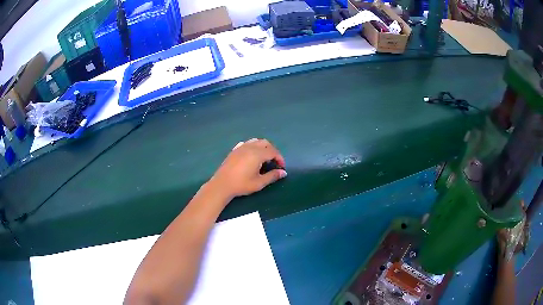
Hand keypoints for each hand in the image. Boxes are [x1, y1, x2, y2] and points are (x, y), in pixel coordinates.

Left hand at [206, 138, 286, 201]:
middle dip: (273, 151)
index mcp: (257, 154)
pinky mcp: (234, 150)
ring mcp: (241, 147)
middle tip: (275, 161)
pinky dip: (253, 146)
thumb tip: (283, 172)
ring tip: (264, 157)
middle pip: (266, 143)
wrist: (222, 184)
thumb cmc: (241, 184)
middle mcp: (250, 147)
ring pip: (256, 141)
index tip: (281, 167)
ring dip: (263, 147)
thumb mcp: (259, 183)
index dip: (280, 158)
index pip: (273, 152)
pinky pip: (247, 143)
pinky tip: (252, 155)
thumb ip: (272, 176)